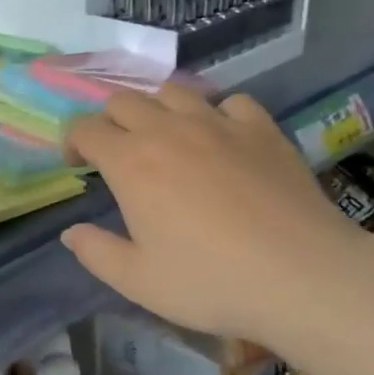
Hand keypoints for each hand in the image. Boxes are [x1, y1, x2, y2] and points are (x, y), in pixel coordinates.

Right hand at [62, 86, 372, 347]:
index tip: (78, 165)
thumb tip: (70, 232)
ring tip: (166, 140)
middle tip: (118, 155)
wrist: (303, 277)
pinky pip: (230, 102)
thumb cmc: (211, 282)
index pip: (86, 129)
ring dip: (158, 110)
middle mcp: (168, 130)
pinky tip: (223, 140)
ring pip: (173, 92)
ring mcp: (218, 124)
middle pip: (124, 100)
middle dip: (110, 122)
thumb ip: (96, 253)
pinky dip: (217, 114)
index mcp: (131, 163)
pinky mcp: (261, 129)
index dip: (73, 142)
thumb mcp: (138, 281)